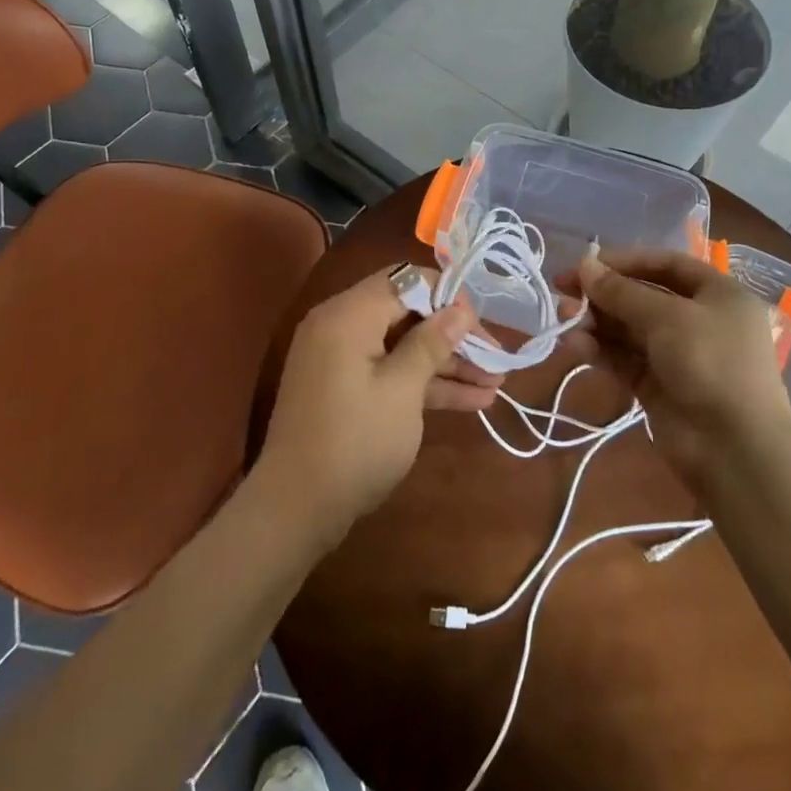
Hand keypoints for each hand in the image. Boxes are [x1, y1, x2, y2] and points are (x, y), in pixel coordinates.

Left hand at [257, 266, 495, 545]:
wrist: (294, 510)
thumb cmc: (354, 442)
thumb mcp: (402, 390)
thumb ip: (432, 343)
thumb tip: (461, 308)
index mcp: (348, 314)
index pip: (405, 281)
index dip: (447, 297)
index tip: (480, 323)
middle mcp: (341, 325)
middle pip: (407, 313)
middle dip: (453, 336)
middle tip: (495, 357)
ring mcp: (341, 359)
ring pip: (402, 346)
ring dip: (446, 363)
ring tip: (496, 383)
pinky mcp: (346, 388)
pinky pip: (390, 371)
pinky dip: (423, 383)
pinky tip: (473, 401)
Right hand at [573, 248, 790, 491]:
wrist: (735, 451)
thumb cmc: (711, 363)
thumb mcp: (667, 317)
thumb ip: (621, 292)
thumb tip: (583, 265)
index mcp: (717, 294)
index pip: (666, 265)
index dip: (625, 261)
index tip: (586, 263)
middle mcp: (699, 321)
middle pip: (643, 296)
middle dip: (603, 293)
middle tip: (561, 289)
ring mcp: (678, 356)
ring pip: (629, 329)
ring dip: (596, 321)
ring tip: (563, 316)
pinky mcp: (659, 387)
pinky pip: (625, 359)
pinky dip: (601, 350)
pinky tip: (574, 344)